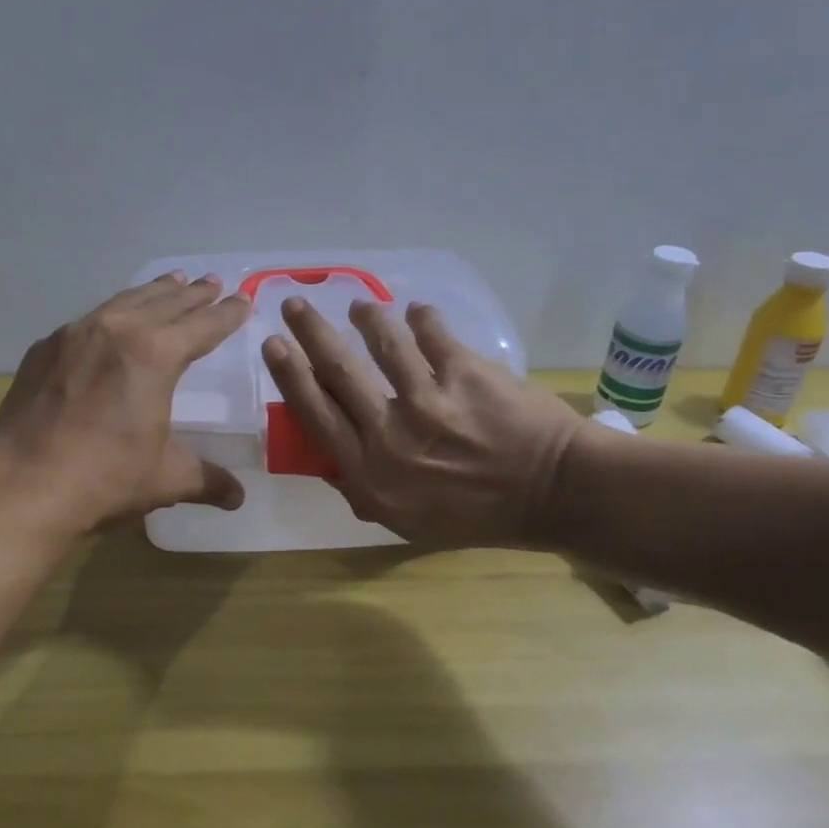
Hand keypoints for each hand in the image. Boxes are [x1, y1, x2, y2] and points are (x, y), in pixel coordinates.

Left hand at [0, 273, 252, 532]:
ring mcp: (76, 335)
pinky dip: (113, 312)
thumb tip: (238, 498)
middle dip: (194, 294)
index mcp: (156, 355)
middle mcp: (118, 331)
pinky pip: (89, 320)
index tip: (242, 301)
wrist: (23, 485)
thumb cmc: (105, 478)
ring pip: (125, 301)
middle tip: (213, 282)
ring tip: (173, 281)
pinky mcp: (45, 348)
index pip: (203, 326)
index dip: (226, 314)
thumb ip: (207, 479)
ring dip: (154, 291)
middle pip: (166, 303)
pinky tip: (113, 319)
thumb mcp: (166, 478)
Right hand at [262, 297, 584, 546]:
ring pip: (381, 342)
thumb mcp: (409, 522)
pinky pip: (431, 332)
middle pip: (337, 370)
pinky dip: (421, 318)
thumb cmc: (479, 514)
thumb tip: (330, 458)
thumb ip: (364, 490)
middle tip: (294, 305)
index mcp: (370, 475)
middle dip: (310, 331)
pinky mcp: (465, 372)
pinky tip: (417, 313)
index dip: (290, 375)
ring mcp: (428, 400)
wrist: (554, 493)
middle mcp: (390, 435)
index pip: (315, 415)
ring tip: (359, 307)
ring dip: (365, 317)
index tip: (274, 345)